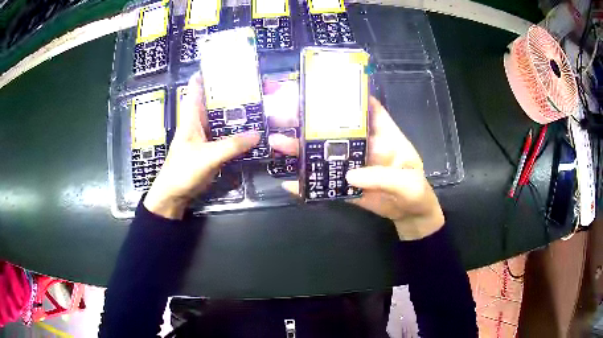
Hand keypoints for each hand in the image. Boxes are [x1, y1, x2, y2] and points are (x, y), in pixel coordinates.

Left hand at [144, 73, 259, 218]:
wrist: (174, 195)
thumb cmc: (183, 171)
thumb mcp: (207, 156)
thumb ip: (231, 146)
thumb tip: (258, 134)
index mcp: (191, 119)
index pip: (196, 90)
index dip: (205, 75)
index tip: (220, 64)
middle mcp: (198, 124)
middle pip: (212, 102)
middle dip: (227, 92)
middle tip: (249, 83)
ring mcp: (204, 137)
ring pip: (220, 119)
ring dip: (233, 112)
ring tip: (254, 102)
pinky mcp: (210, 150)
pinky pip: (224, 136)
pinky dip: (235, 131)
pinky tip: (248, 129)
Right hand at [269, 97, 443, 239]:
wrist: (410, 216)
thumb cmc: (416, 194)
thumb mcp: (409, 184)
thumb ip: (385, 178)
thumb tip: (350, 175)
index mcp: (385, 137)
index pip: (370, 109)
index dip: (352, 97)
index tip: (327, 88)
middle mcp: (366, 146)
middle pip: (338, 129)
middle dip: (314, 122)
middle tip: (288, 115)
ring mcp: (353, 166)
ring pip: (326, 153)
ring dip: (303, 150)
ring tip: (278, 143)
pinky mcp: (346, 186)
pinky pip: (325, 182)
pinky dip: (308, 183)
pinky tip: (290, 182)